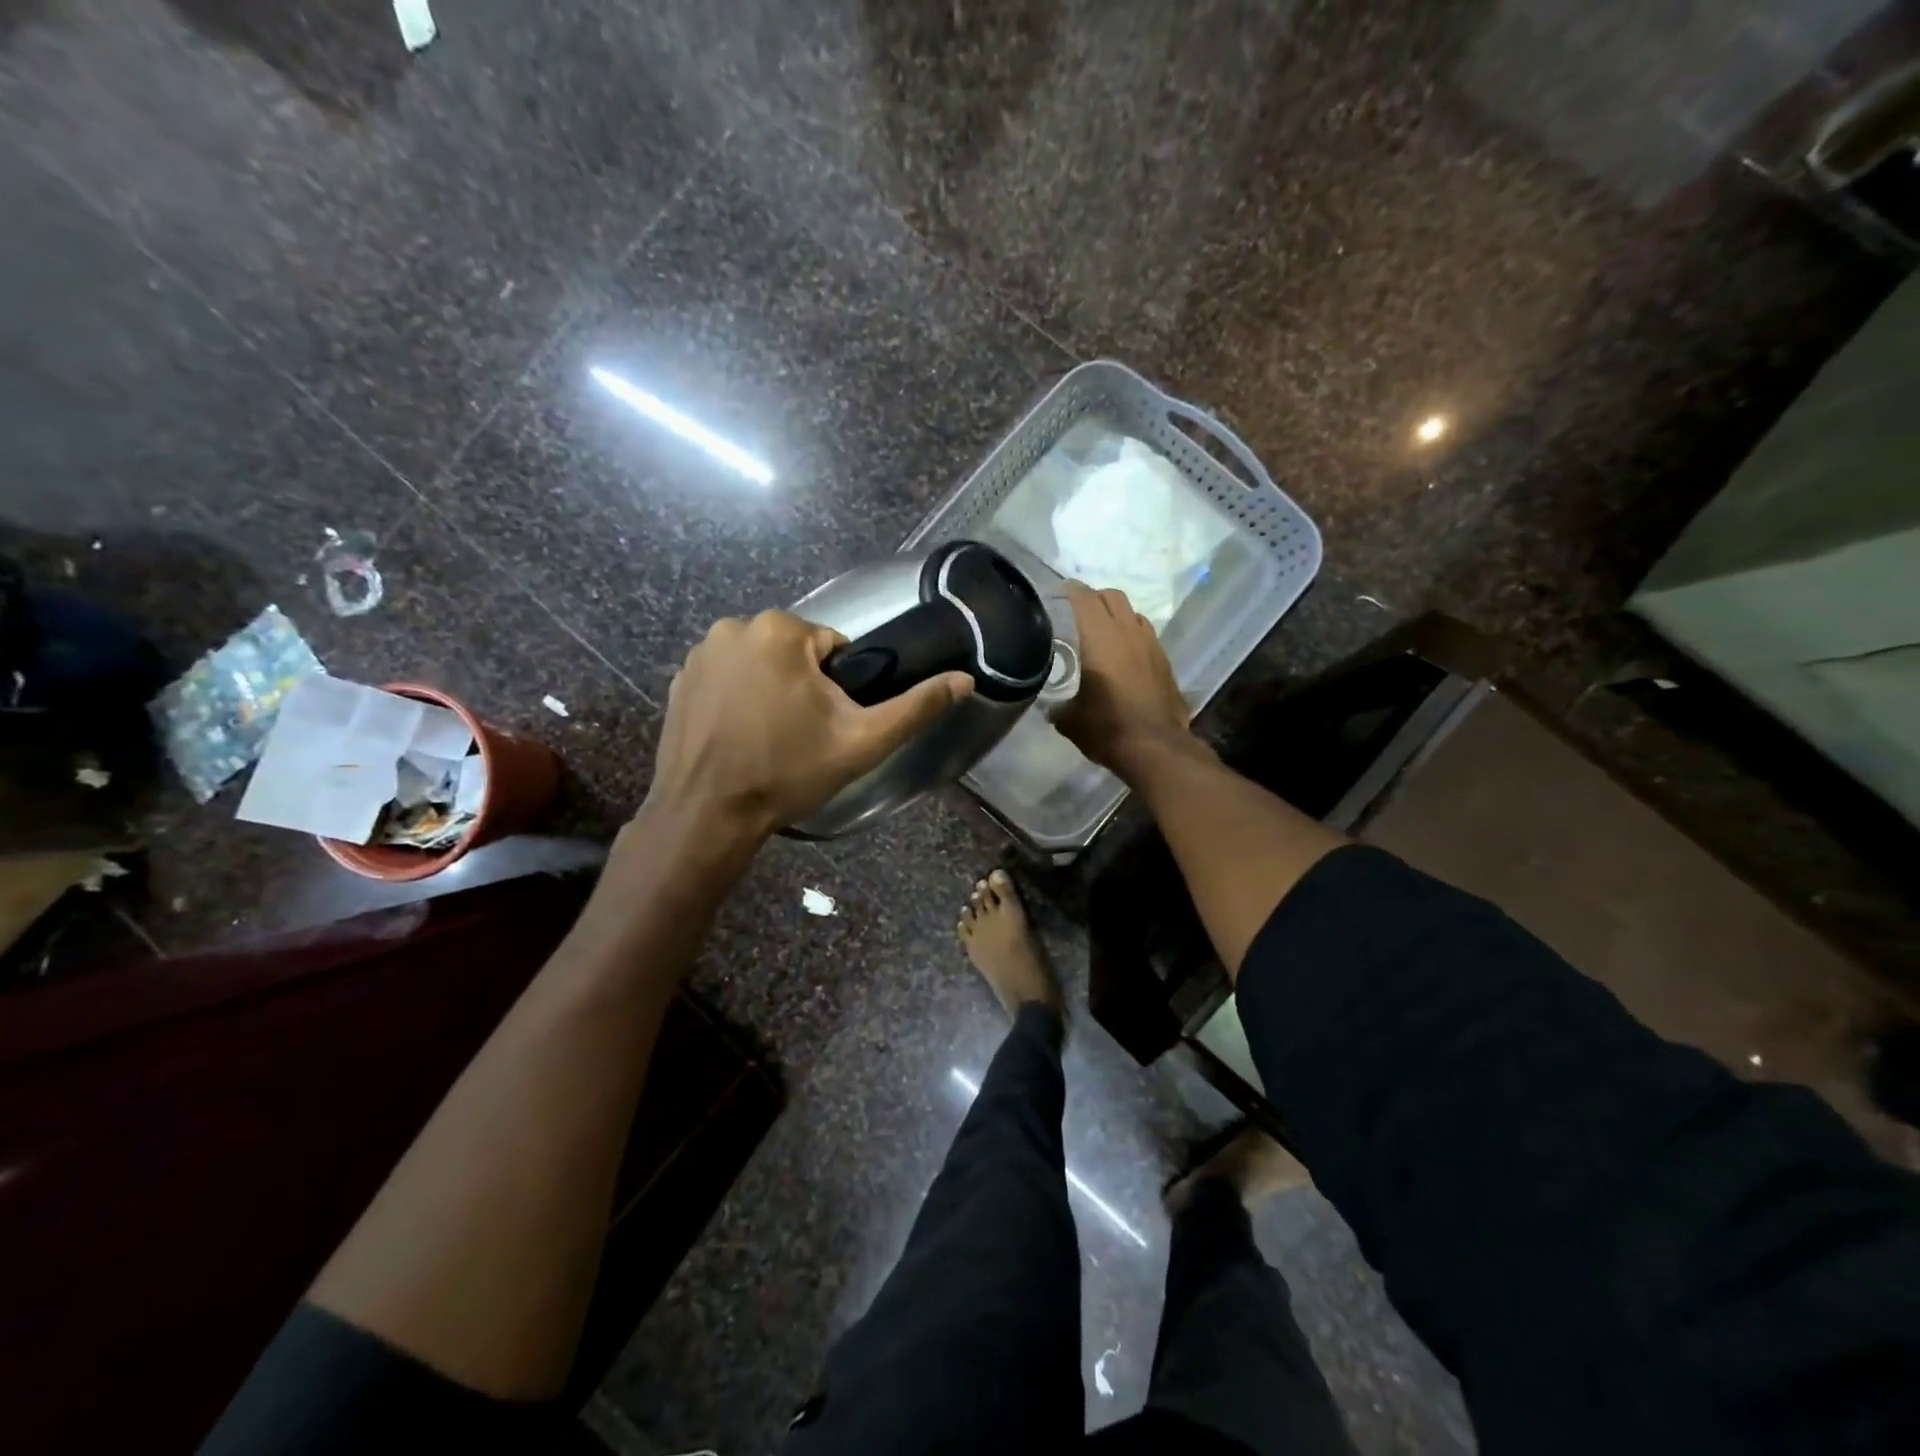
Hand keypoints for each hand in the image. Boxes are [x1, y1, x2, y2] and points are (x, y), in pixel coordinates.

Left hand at [642, 610, 973, 847]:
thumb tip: (965, 679)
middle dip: (804, 687)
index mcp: (780, 630)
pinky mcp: (678, 679)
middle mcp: (734, 626)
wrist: (708, 814)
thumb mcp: (862, 742)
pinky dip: (737, 699)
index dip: (838, 688)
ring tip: (769, 739)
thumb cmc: (788, 772)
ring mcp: (699, 653)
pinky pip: (727, 678)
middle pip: (794, 652)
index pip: (832, 647)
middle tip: (801, 736)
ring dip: (771, 690)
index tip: (827, 725)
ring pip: (760, 664)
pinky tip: (738, 737)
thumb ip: (916, 707)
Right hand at [1053, 582, 1191, 775]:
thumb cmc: (1106, 728)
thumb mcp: (1069, 719)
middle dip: (1094, 598)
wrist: (1155, 747)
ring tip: (1102, 631)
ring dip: (1116, 615)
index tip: (1056, 593)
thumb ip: (1057, 705)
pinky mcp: (1164, 660)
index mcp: (1099, 637)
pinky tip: (1124, 654)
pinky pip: (1145, 634)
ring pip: (1132, 613)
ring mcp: (1150, 644)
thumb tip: (1050, 706)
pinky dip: (1132, 634)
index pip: (1083, 597)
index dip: (1069, 590)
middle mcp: (1127, 631)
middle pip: (1111, 596)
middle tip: (1077, 612)